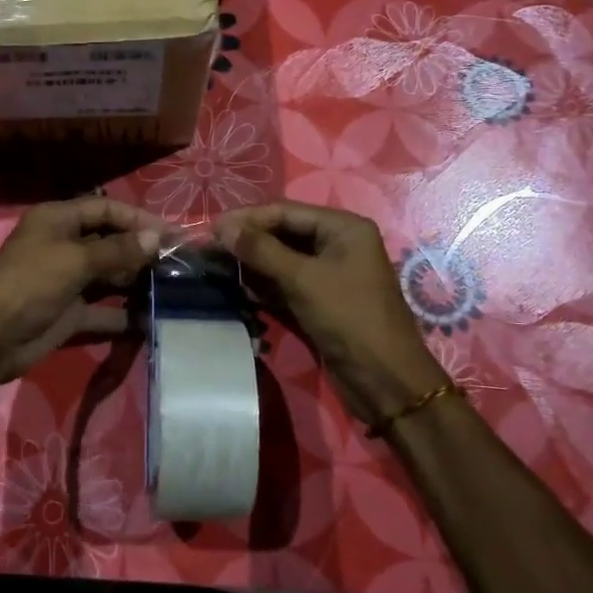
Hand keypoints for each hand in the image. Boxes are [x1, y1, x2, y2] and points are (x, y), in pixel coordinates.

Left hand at [0, 196, 165, 390]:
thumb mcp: (75, 260)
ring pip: (109, 276)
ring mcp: (67, 281)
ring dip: (136, 282)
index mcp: (58, 220)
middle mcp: (64, 245)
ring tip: (172, 288)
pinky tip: (151, 319)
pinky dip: (124, 314)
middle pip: (110, 242)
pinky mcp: (70, 313)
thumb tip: (156, 238)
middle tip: (177, 262)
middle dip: (141, 251)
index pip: (106, 210)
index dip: (138, 219)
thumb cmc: (30, 283)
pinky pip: (103, 310)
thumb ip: (117, 250)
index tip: (171, 234)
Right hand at [215, 201, 446, 425]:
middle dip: (247, 240)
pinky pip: (285, 283)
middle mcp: (336, 244)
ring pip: (281, 259)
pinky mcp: (319, 300)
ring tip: (214, 265)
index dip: (247, 218)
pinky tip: (236, 287)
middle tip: (208, 247)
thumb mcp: (303, 279)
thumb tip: (221, 227)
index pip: (285, 211)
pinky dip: (262, 285)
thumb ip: (261, 250)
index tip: (210, 228)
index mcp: (343, 227)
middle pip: (282, 233)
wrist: (384, 381)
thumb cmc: (349, 318)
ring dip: (251, 263)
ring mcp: (328, 273)